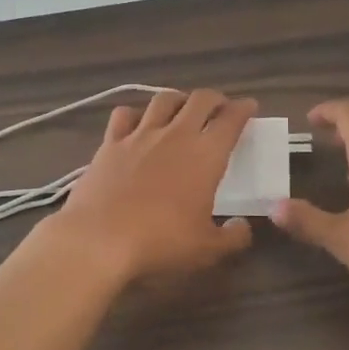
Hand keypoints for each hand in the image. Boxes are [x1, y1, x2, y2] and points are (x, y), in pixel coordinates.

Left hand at [49, 89, 257, 284]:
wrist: (99, 239)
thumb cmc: (161, 242)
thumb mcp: (207, 250)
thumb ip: (233, 237)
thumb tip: (243, 228)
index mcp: (206, 154)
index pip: (231, 120)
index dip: (243, 109)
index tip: (249, 106)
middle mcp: (176, 134)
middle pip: (200, 99)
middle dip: (215, 99)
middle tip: (220, 108)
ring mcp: (140, 135)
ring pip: (163, 99)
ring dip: (178, 99)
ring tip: (182, 108)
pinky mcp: (110, 143)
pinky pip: (124, 115)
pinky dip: (136, 114)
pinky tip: (138, 123)